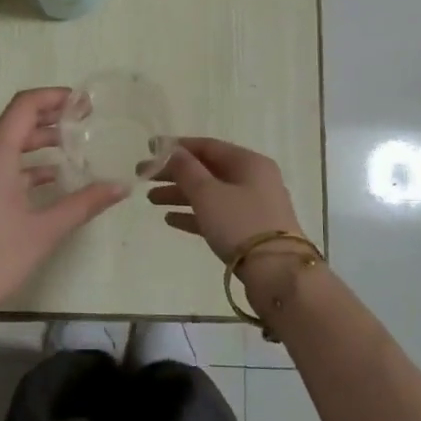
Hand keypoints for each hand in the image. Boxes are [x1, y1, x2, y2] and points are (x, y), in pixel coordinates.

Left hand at [0, 88, 127, 321]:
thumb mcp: (46, 229)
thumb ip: (85, 202)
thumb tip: (121, 186)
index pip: (25, 105)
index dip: (55, 97)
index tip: (84, 103)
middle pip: (15, 121)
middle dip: (50, 119)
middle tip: (84, 123)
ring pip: (4, 144)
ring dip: (36, 143)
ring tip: (72, 150)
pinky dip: (21, 164)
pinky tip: (48, 179)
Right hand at [148, 137, 307, 261]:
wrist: (278, 274)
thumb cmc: (241, 224)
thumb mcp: (208, 193)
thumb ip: (187, 170)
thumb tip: (172, 150)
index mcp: (249, 162)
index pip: (208, 146)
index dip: (177, 146)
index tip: (150, 149)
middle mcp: (254, 179)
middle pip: (207, 170)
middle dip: (175, 173)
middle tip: (143, 177)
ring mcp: (253, 206)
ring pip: (210, 193)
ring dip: (181, 194)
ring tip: (151, 200)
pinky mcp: (250, 231)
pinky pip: (217, 215)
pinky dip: (194, 214)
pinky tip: (170, 219)